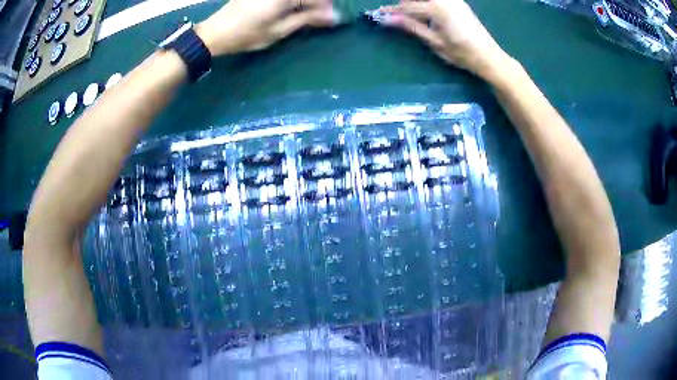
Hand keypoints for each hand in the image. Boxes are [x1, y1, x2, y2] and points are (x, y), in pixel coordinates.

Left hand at [196, 0, 340, 55]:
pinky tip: (290, 9)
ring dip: (303, 4)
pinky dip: (291, 3)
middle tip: (316, 17)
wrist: (216, 32)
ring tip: (303, 14)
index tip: (331, 19)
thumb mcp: (279, 30)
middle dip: (315, 4)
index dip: (326, 8)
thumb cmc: (248, 35)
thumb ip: (308, 19)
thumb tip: (335, 16)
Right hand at [381, 0, 512, 80]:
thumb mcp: (434, 41)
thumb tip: (387, 19)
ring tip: (410, 16)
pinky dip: (426, 3)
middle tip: (395, 16)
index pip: (406, 6)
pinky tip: (426, 13)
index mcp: (436, 7)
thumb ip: (411, 26)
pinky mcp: (458, 1)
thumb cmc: (462, 53)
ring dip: (415, 3)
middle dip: (404, 5)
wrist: (489, 56)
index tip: (378, 14)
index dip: (391, 11)